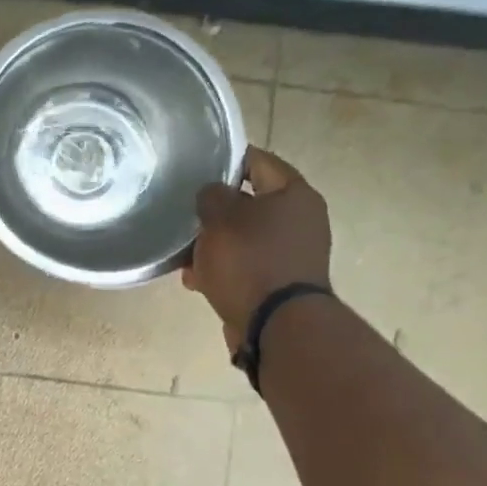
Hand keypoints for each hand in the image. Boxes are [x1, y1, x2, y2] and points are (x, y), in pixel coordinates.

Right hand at [182, 147, 332, 349]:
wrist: (276, 326)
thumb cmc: (249, 260)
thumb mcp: (220, 218)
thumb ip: (212, 195)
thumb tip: (213, 194)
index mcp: (295, 194)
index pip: (257, 160)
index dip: (225, 159)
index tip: (195, 166)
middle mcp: (301, 220)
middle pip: (248, 203)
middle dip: (214, 212)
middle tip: (184, 215)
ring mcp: (293, 254)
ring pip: (243, 237)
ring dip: (213, 245)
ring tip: (185, 258)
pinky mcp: (282, 282)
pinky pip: (246, 265)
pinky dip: (223, 269)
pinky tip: (197, 281)